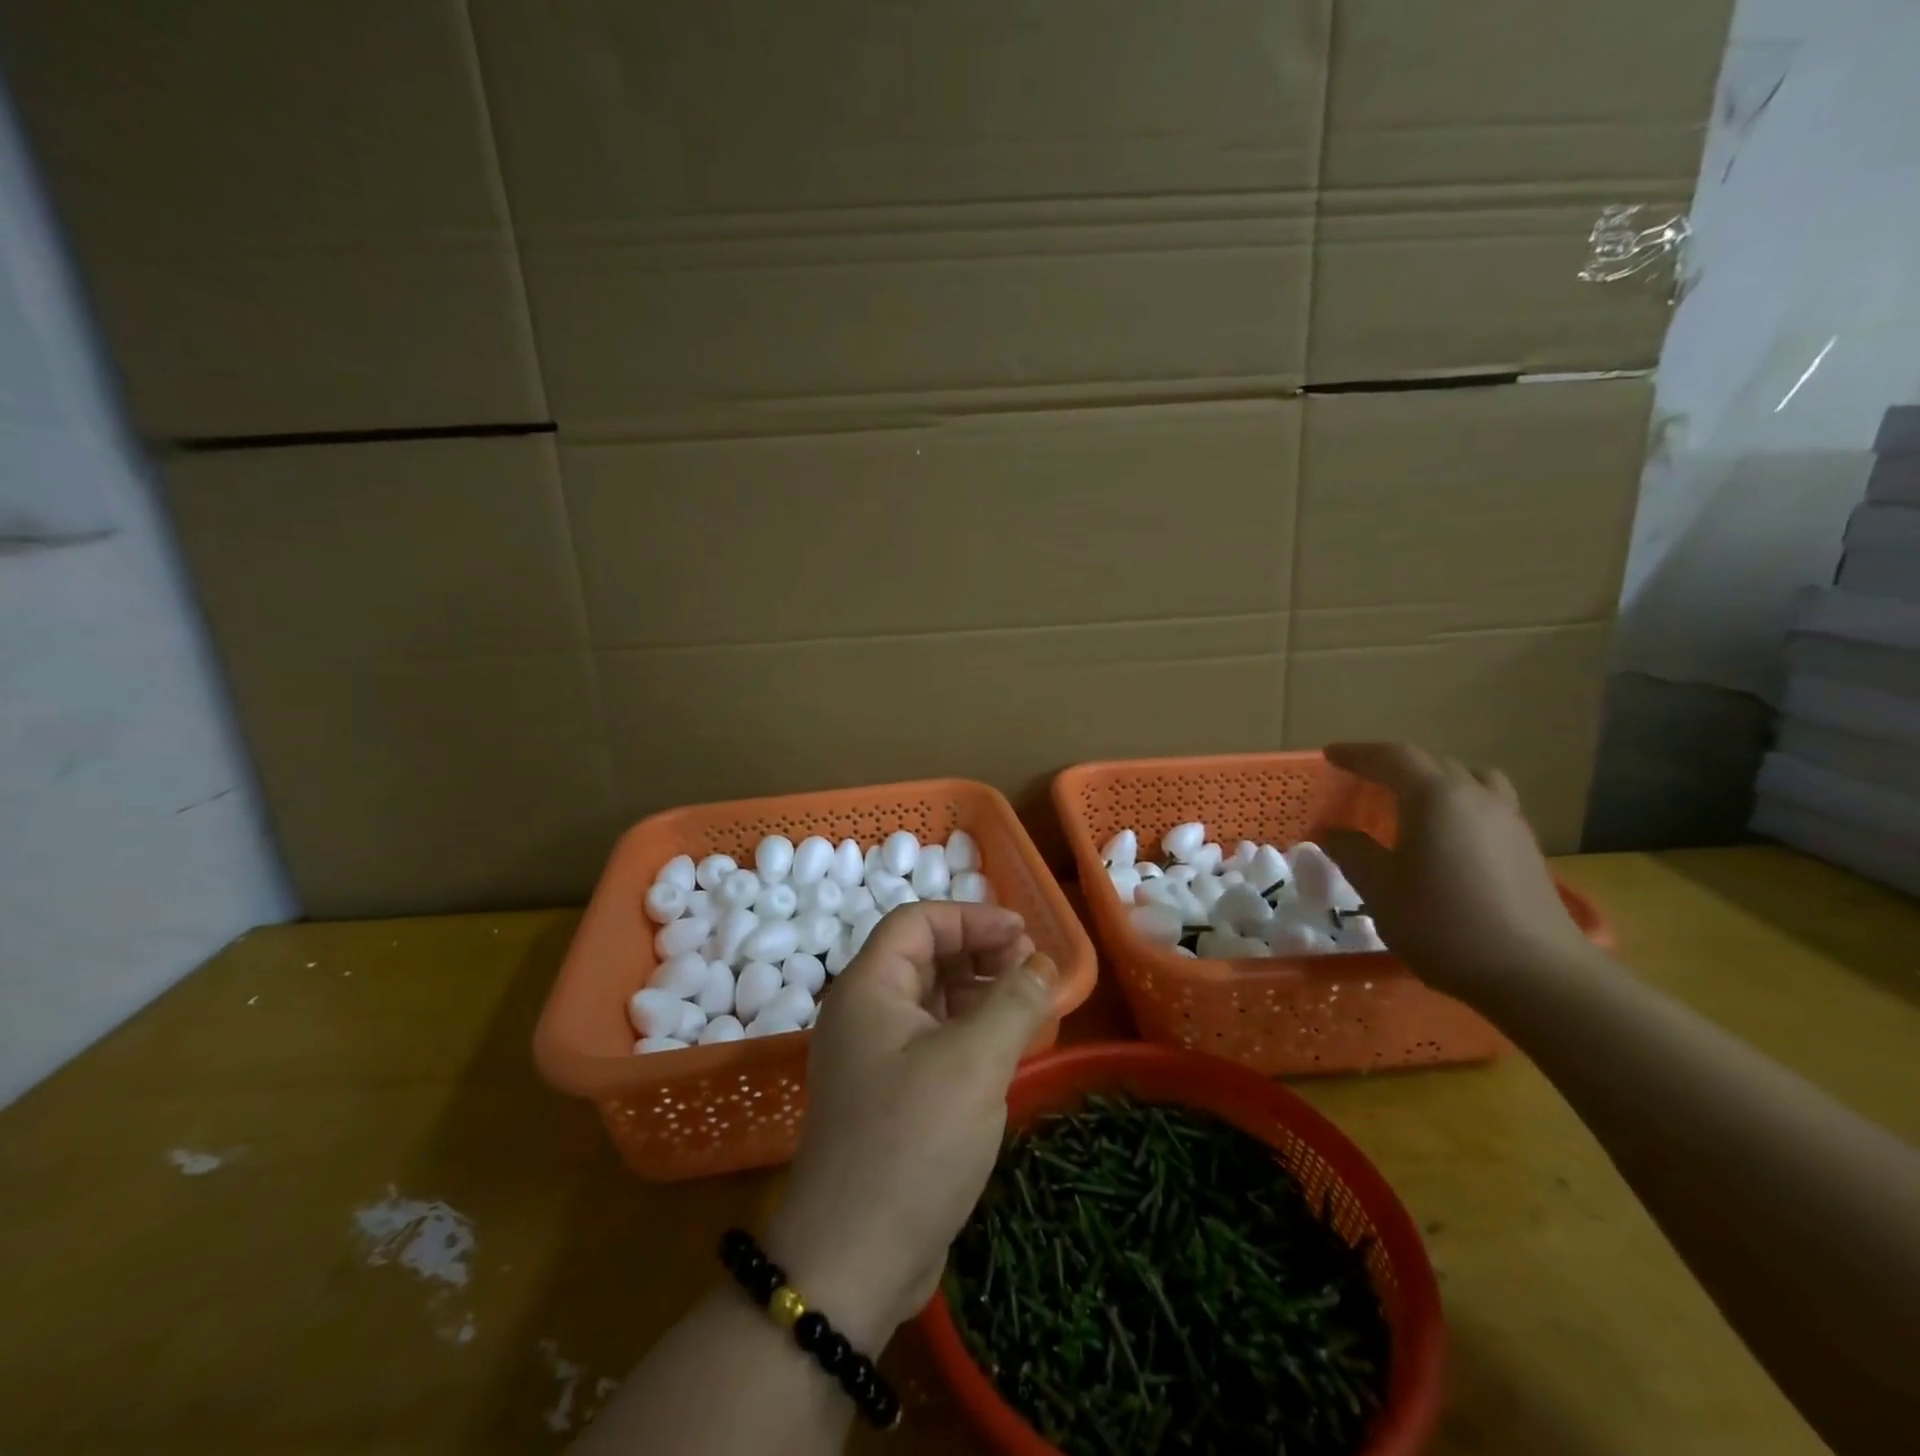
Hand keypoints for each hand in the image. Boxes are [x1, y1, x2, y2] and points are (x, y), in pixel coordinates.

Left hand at [765, 902, 1056, 1349]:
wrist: (854, 1261)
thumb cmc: (913, 1143)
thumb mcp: (974, 1063)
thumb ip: (1013, 1003)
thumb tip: (1041, 966)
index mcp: (868, 988)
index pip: (918, 923)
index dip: (971, 918)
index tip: (1022, 934)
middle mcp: (863, 1013)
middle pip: (923, 956)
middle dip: (978, 952)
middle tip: (1030, 967)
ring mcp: (872, 1057)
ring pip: (929, 1000)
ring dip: (977, 991)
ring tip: (1026, 1002)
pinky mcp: (887, 1096)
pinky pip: (931, 1040)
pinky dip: (967, 1031)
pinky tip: (1003, 1047)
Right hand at [1321, 742, 1588, 999]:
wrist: (1536, 975)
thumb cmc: (1444, 924)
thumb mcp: (1380, 889)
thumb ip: (1352, 852)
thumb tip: (1332, 832)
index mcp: (1435, 797)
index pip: (1392, 757)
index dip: (1358, 753)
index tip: (1330, 755)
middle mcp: (1476, 796)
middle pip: (1431, 764)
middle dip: (1392, 765)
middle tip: (1362, 779)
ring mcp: (1509, 821)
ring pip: (1468, 780)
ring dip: (1434, 780)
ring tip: (1412, 799)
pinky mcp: (1527, 848)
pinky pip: (1486, 805)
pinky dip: (1459, 804)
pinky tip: (1448, 836)